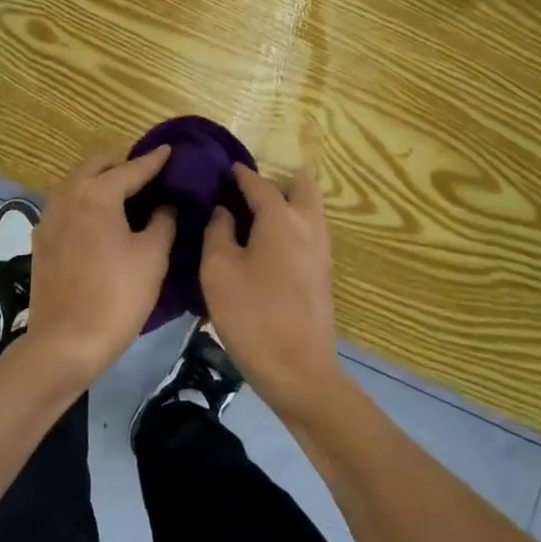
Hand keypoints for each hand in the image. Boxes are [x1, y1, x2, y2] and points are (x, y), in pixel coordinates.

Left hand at [24, 147, 175, 388]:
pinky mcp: (41, 240)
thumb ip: (163, 222)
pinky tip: (100, 223)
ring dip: (100, 182)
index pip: (132, 168)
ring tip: (125, 199)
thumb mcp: (152, 257)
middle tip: (146, 179)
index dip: (154, 161)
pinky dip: (85, 202)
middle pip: (97, 165)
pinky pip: (67, 205)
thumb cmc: (116, 297)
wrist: (64, 344)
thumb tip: (166, 206)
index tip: (170, 150)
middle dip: (121, 165)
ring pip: (77, 183)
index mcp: (97, 193)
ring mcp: (49, 217)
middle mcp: (68, 195)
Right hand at [201, 165, 340, 423]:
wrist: (300, 373)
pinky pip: (309, 231)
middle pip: (302, 185)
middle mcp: (308, 225)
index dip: (239, 174)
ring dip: (287, 201)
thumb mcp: (218, 271)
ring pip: (309, 209)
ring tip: (253, 213)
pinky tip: (267, 242)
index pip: (259, 183)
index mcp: (281, 218)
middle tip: (248, 189)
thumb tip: (223, 210)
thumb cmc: (253, 316)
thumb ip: (217, 231)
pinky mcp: (323, 273)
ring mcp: (321, 250)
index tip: (222, 168)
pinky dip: (291, 224)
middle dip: (278, 179)